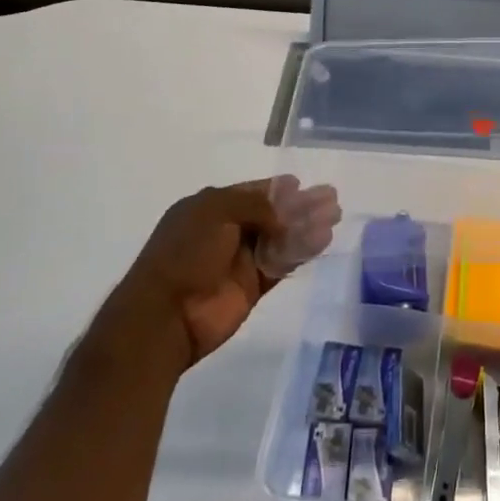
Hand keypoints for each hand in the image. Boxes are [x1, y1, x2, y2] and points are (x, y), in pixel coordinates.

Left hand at [89, 177, 340, 375]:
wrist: (164, 317)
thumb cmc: (184, 253)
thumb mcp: (215, 212)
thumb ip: (256, 205)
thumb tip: (285, 212)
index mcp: (210, 208)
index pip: (252, 192)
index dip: (277, 188)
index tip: (302, 184)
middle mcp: (227, 231)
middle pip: (272, 213)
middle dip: (301, 205)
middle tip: (331, 197)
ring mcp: (240, 260)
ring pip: (281, 237)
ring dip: (306, 226)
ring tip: (335, 216)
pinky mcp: (252, 287)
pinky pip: (281, 263)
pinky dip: (301, 251)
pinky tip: (323, 239)